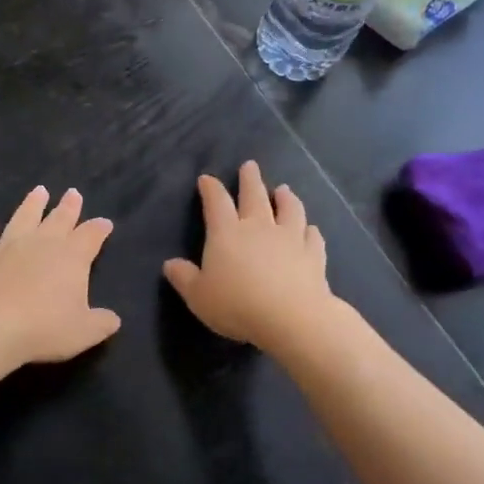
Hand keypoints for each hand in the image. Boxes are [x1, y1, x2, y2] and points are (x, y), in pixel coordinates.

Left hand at [0, 186, 121, 367]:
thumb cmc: (44, 328)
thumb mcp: (84, 332)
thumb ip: (101, 323)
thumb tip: (113, 319)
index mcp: (72, 257)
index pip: (90, 236)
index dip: (99, 229)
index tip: (105, 223)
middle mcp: (41, 243)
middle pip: (59, 219)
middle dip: (68, 206)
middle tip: (72, 193)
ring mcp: (8, 246)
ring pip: (23, 218)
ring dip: (32, 204)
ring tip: (39, 191)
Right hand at [163, 161, 333, 349]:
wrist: (291, 318)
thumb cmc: (237, 305)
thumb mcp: (198, 296)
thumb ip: (184, 278)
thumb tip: (170, 264)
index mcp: (227, 233)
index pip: (216, 202)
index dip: (210, 188)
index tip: (206, 179)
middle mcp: (259, 227)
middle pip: (254, 195)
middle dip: (250, 179)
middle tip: (250, 166)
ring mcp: (290, 238)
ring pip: (289, 209)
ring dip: (286, 198)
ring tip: (284, 189)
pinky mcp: (313, 255)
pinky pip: (312, 236)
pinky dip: (310, 230)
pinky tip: (311, 229)